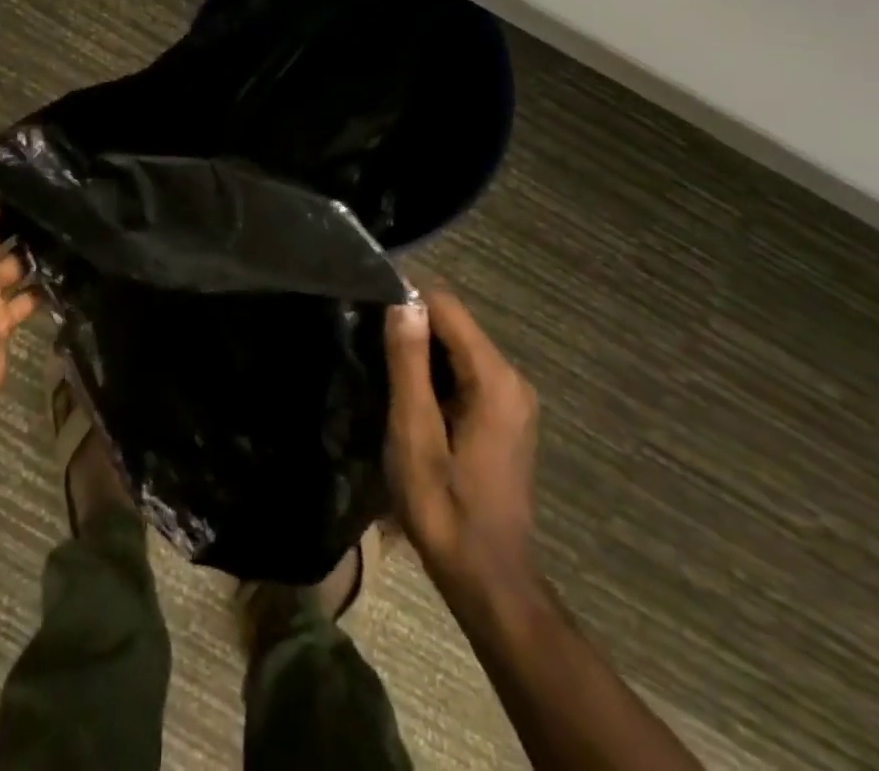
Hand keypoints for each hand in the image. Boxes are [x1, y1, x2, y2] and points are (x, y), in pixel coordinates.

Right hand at [385, 289, 539, 594]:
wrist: (489, 580)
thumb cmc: (445, 508)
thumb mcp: (414, 434)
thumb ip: (409, 364)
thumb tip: (403, 300)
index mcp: (494, 377)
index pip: (447, 306)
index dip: (406, 299)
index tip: (366, 306)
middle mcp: (512, 377)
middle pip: (454, 324)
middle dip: (411, 325)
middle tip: (365, 339)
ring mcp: (513, 398)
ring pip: (458, 347)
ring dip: (420, 350)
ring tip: (378, 363)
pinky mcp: (506, 415)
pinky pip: (466, 372)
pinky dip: (436, 372)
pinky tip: (408, 393)